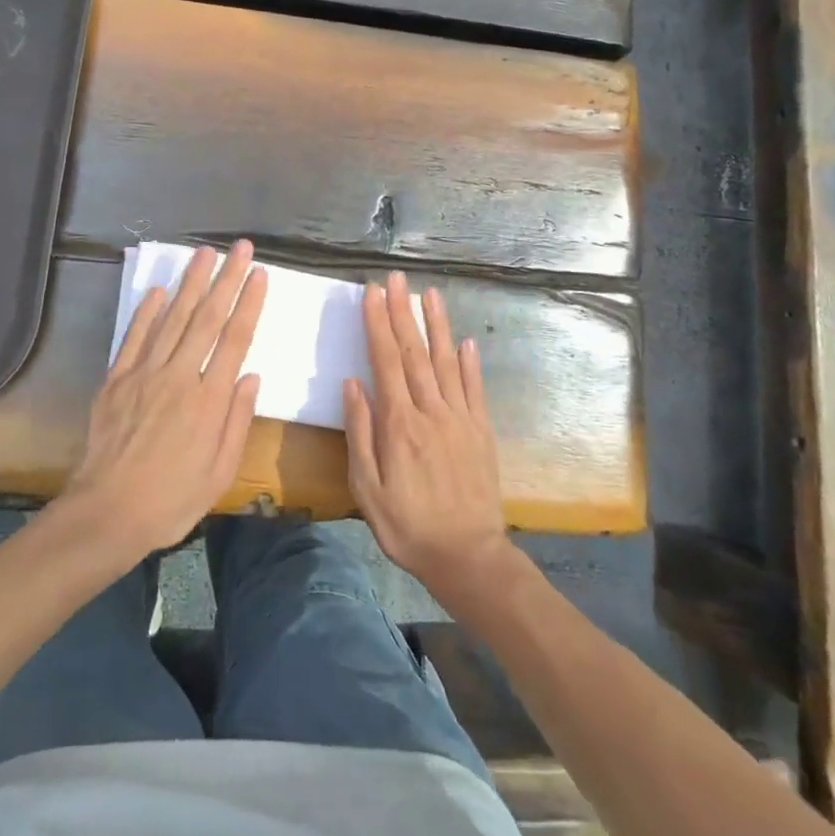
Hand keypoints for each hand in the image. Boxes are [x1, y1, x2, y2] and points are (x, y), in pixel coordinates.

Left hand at [61, 241, 267, 562]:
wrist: (106, 515)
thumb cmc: (171, 500)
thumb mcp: (220, 473)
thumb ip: (237, 421)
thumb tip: (251, 376)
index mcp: (208, 400)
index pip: (235, 339)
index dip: (249, 303)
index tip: (259, 273)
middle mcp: (179, 376)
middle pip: (207, 318)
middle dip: (226, 278)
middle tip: (240, 247)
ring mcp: (144, 374)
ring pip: (172, 318)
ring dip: (191, 283)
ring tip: (205, 253)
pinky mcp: (117, 379)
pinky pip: (134, 337)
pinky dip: (146, 311)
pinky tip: (158, 290)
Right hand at [343, 273, 511, 601]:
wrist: (467, 556)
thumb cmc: (406, 525)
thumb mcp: (367, 488)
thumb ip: (360, 433)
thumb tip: (353, 384)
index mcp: (399, 424)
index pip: (385, 361)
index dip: (378, 324)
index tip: (371, 293)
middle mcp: (431, 411)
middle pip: (414, 352)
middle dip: (402, 311)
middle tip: (395, 278)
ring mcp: (460, 418)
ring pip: (446, 361)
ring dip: (436, 325)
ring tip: (429, 293)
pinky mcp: (482, 430)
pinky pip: (475, 388)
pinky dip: (470, 362)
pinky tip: (465, 340)